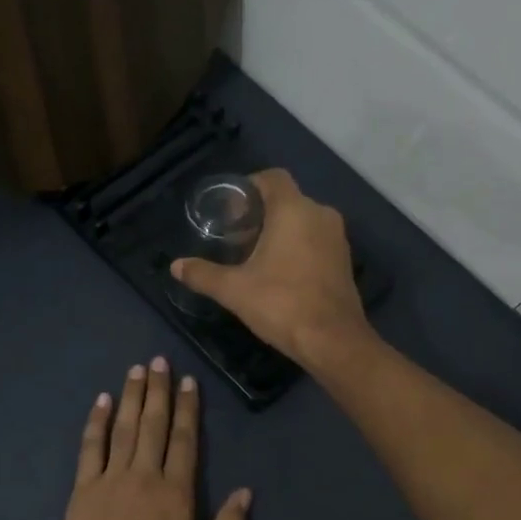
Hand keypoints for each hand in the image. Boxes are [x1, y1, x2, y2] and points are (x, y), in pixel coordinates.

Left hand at [51, 358, 251, 519]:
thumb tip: (246, 493)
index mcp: (175, 494)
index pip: (184, 440)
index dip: (188, 409)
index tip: (189, 381)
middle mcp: (143, 477)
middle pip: (153, 424)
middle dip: (158, 390)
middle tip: (160, 360)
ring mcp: (109, 480)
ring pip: (123, 428)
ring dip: (131, 396)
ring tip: (136, 369)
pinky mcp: (82, 490)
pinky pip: (90, 448)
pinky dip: (96, 422)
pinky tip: (101, 401)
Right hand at [171, 170, 371, 369]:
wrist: (333, 341)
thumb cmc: (282, 304)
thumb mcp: (234, 290)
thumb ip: (203, 274)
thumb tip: (176, 266)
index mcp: (294, 210)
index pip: (272, 178)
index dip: (249, 186)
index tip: (230, 208)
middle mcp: (320, 214)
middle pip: (287, 199)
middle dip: (261, 212)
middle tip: (236, 234)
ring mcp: (337, 238)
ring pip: (304, 220)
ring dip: (281, 230)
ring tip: (255, 253)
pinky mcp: (345, 260)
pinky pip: (316, 240)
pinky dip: (298, 245)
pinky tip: (280, 270)